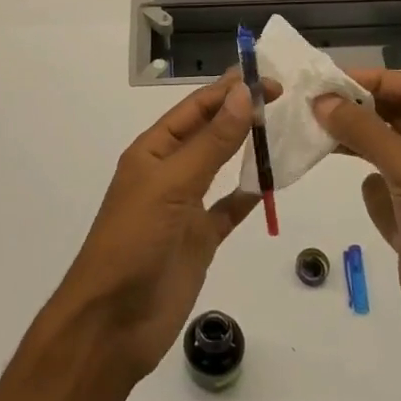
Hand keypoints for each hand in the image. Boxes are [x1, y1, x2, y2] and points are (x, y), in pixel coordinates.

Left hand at [54, 73, 274, 381]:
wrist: (113, 322)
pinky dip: (249, 196)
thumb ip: (211, 142)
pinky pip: (229, 209)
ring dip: (248, 149)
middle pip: (210, 133)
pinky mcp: (199, 239)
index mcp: (153, 151)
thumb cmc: (134, 241)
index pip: (196, 109)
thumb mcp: (172, 184)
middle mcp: (169, 172)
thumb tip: (243, 95)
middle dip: (242, 113)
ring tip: (285, 129)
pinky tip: (272, 183)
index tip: (268, 78)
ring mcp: (185, 207)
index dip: (229, 91)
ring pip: (222, 167)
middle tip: (286, 98)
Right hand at [313, 70, 400, 375]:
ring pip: (386, 153)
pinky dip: (370, 187)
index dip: (375, 81)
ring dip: (357, 144)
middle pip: (398, 119)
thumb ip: (365, 133)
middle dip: (360, 110)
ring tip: (318, 136)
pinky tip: (362, 194)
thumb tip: (322, 100)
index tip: (331, 83)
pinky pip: (384, 191)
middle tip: (313, 106)